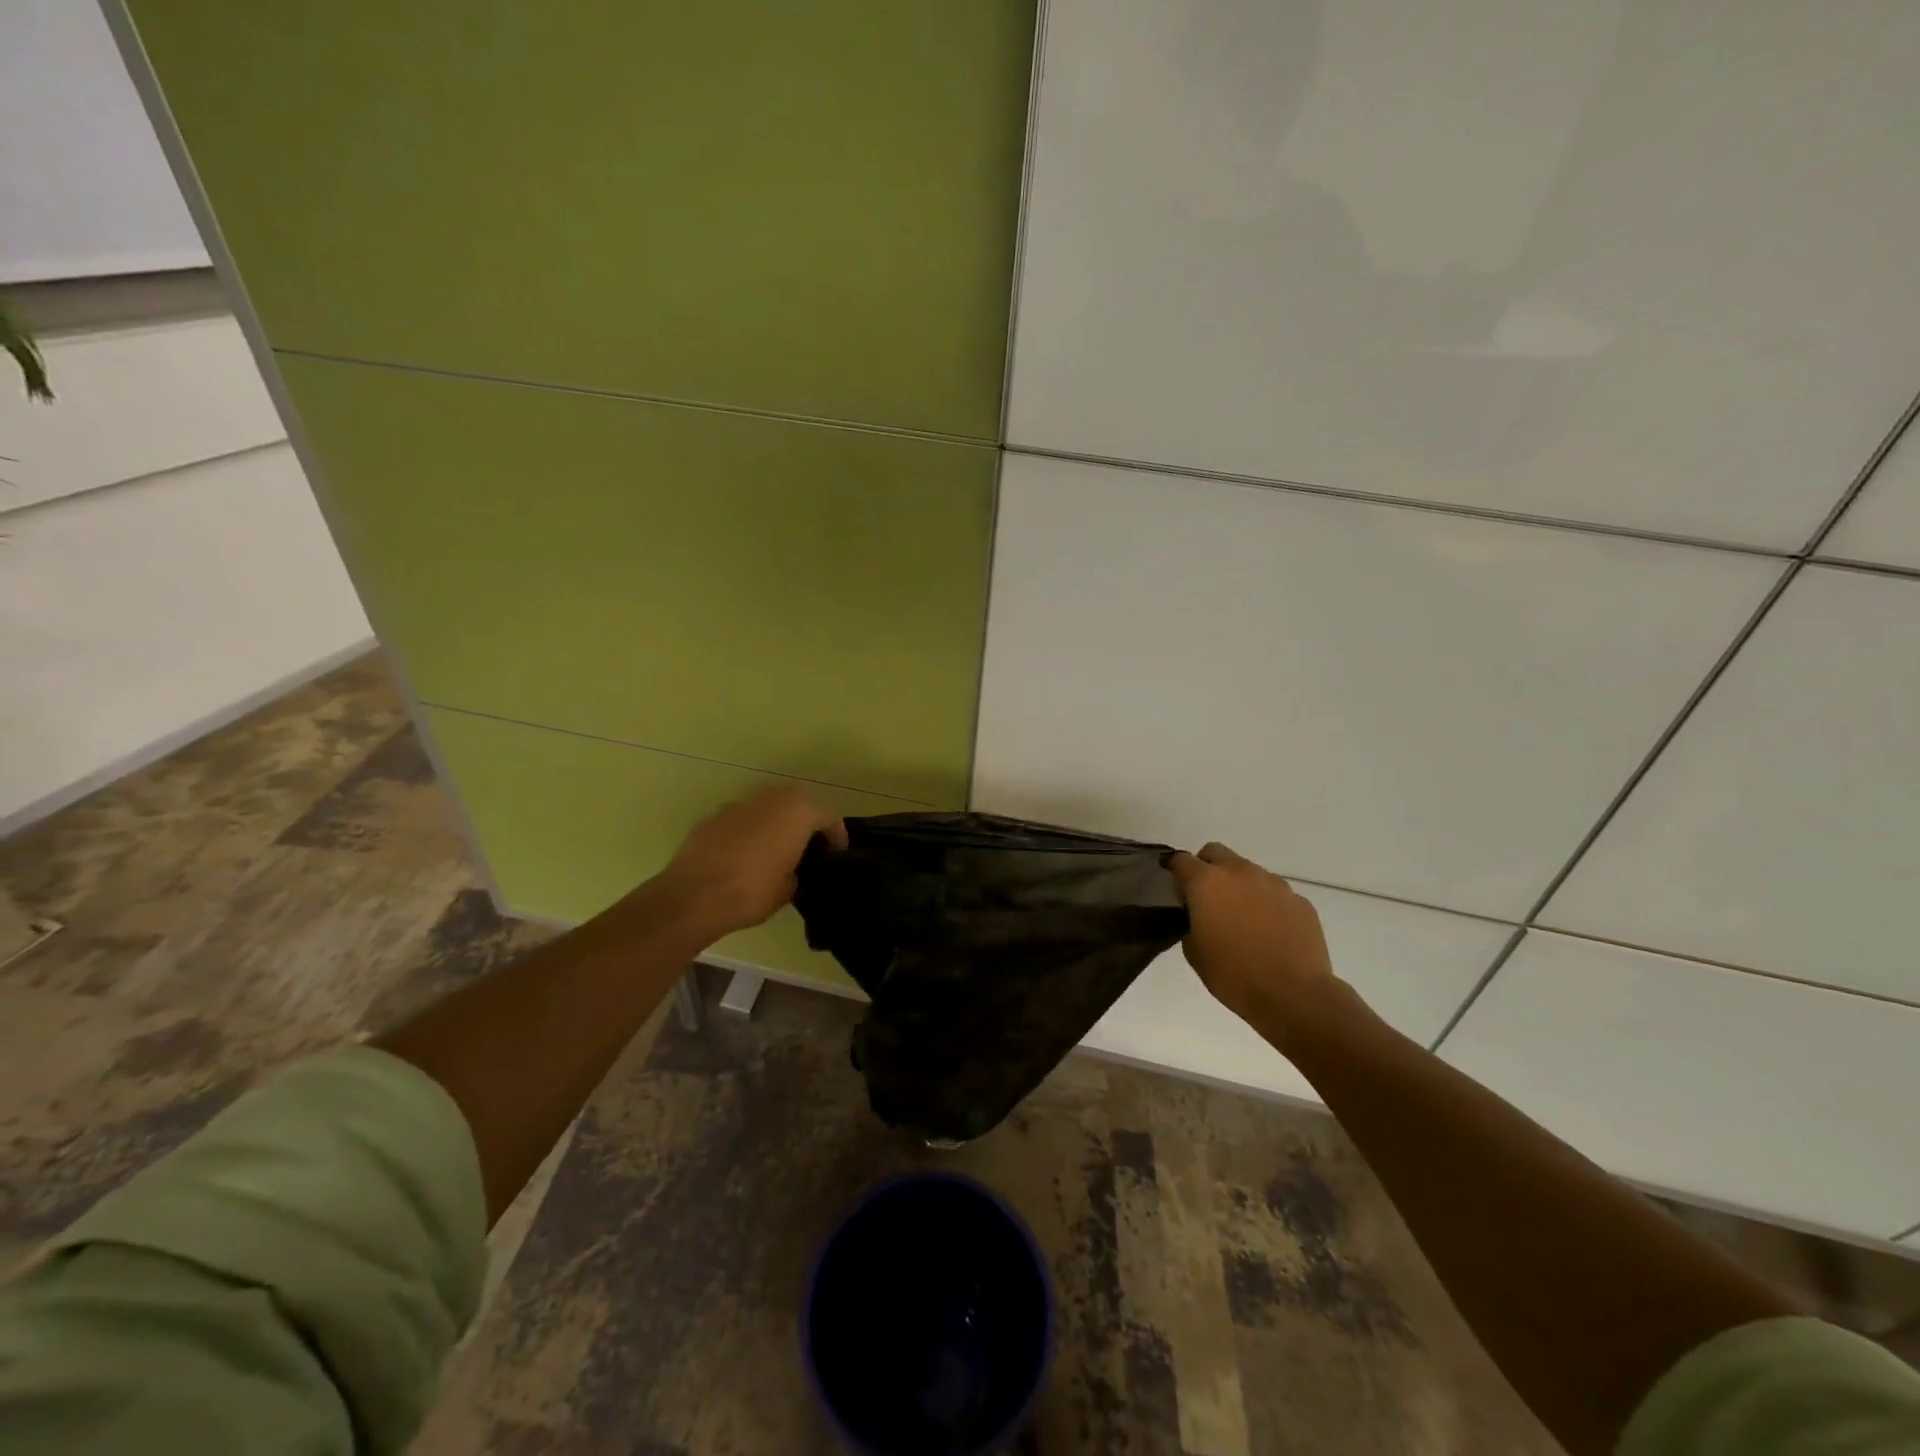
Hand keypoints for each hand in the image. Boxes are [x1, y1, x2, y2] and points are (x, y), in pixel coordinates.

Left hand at [654, 786, 848, 940]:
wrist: (693, 896)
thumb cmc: (752, 891)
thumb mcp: (789, 888)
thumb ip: (797, 870)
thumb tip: (791, 869)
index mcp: (798, 811)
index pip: (828, 816)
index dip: (836, 836)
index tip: (837, 855)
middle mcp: (771, 798)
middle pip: (798, 803)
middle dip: (805, 823)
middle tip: (809, 848)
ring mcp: (739, 804)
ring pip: (768, 808)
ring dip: (776, 823)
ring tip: (776, 851)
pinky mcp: (713, 817)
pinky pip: (742, 820)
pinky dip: (749, 832)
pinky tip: (744, 857)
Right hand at [1169, 843, 1337, 1027]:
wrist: (1294, 995)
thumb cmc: (1233, 975)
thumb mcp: (1194, 951)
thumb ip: (1191, 922)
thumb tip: (1199, 915)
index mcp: (1207, 882)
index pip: (1181, 860)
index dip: (1174, 870)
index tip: (1175, 887)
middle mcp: (1240, 872)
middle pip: (1216, 852)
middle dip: (1207, 867)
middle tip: (1207, 897)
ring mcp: (1273, 883)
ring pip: (1248, 871)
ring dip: (1240, 886)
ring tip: (1243, 918)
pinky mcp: (1299, 900)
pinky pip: (1275, 893)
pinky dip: (1267, 904)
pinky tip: (1270, 931)